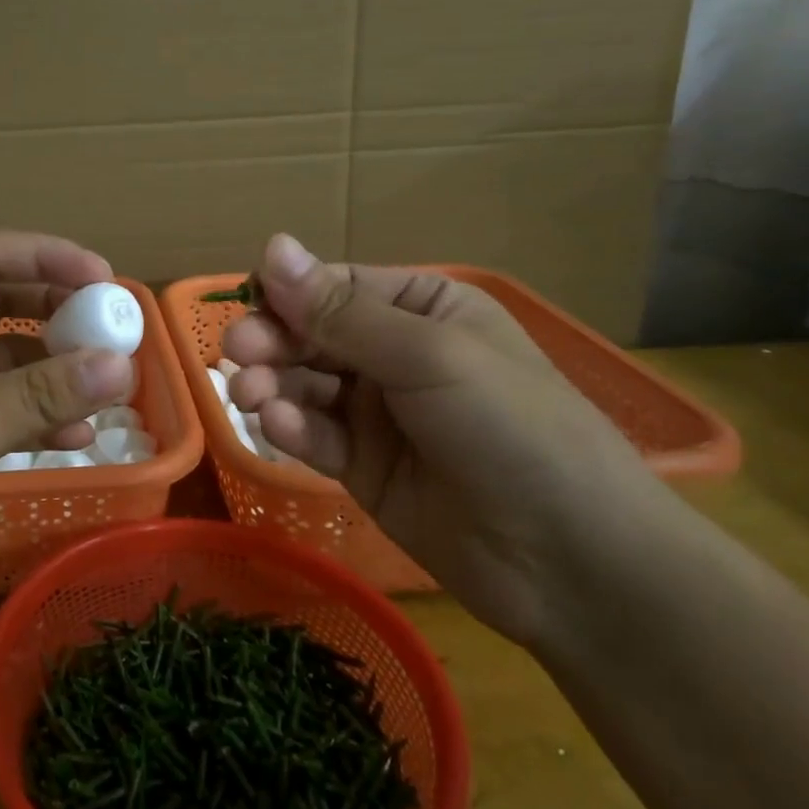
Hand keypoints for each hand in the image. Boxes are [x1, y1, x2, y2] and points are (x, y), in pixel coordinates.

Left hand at [0, 233, 135, 638]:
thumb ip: (36, 396)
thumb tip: (122, 365)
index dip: (48, 258)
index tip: (107, 280)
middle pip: (0, 302)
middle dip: (58, 312)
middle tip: (116, 330)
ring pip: (2, 358)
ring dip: (52, 368)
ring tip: (108, 387)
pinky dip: (33, 416)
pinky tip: (75, 439)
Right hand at [223, 234, 656, 647]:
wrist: (571, 563)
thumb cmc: (511, 429)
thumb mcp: (426, 356)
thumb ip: (339, 311)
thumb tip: (271, 245)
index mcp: (422, 309)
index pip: (333, 288)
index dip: (285, 295)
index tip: (246, 309)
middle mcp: (394, 354)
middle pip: (309, 336)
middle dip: (271, 344)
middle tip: (236, 357)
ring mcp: (377, 413)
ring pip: (302, 384)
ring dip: (271, 386)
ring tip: (251, 400)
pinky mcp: (362, 466)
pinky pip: (313, 434)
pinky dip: (291, 429)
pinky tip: (279, 430)